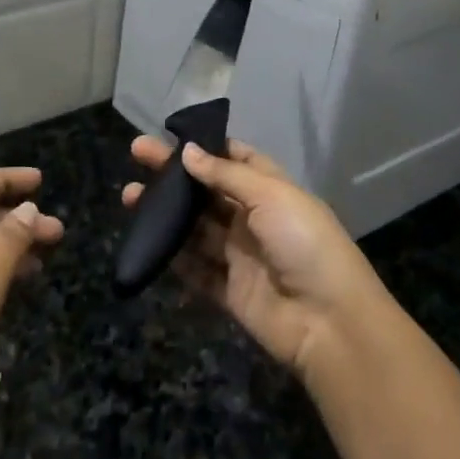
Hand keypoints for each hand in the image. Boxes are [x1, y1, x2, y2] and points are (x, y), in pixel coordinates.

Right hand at [123, 137, 388, 378]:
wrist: (330, 323)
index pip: (236, 160)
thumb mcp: (271, 196)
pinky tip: (145, 239)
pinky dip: (172, 255)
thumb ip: (225, 175)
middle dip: (174, 174)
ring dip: (165, 213)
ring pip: (195, 228)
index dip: (206, 147)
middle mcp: (254, 219)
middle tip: (136, 154)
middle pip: (207, 191)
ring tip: (129, 196)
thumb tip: (187, 151)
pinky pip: (195, 268)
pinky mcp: (229, 290)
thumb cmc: (305, 243)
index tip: (172, 135)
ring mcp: (240, 255)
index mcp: (272, 190)